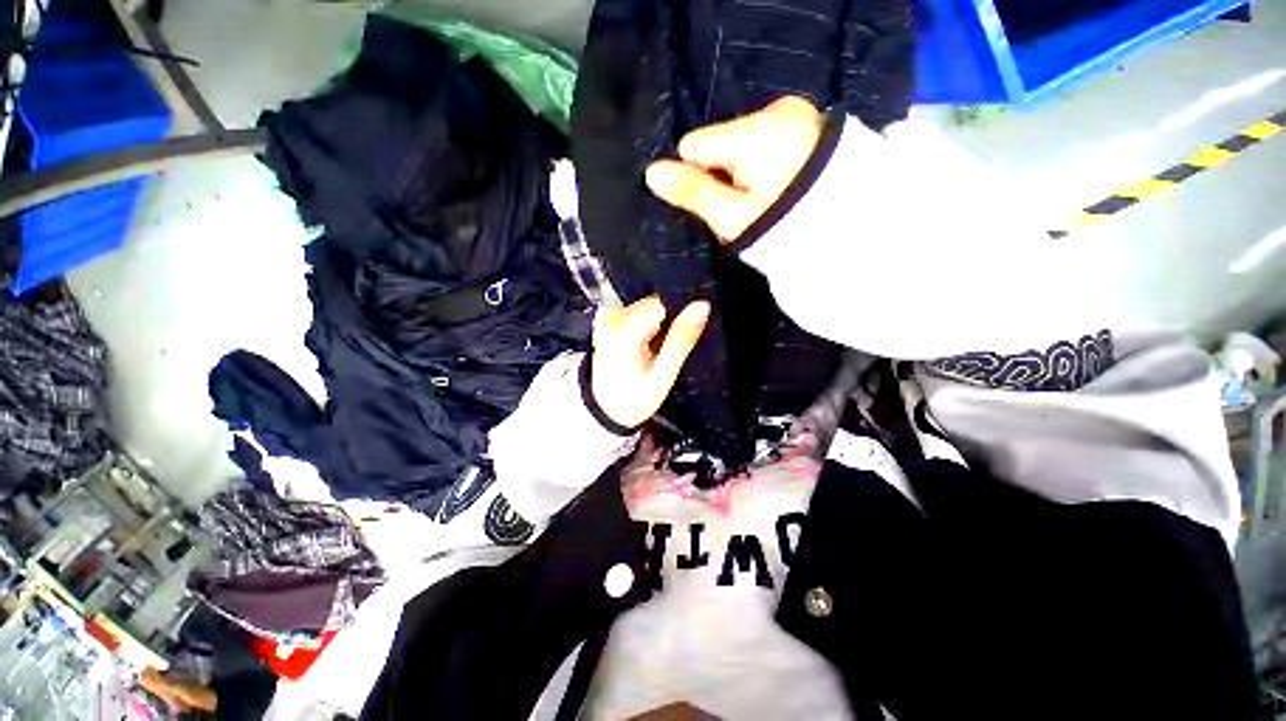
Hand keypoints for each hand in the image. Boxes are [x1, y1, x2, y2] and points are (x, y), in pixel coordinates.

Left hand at [591, 296, 709, 428]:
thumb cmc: (632, 398)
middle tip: (660, 351)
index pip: (662, 302)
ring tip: (650, 351)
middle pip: (655, 303)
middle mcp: (611, 318)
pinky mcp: (609, 318)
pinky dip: (646, 327)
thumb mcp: (663, 376)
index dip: (677, 317)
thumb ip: (682, 339)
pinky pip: (638, 312)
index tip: (675, 339)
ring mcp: (608, 317)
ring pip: (649, 306)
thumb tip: (701, 307)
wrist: (605, 408)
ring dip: (656, 326)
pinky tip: (642, 346)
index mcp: (623, 331)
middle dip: (665, 324)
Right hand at [645, 96, 822, 241]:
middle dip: (724, 172)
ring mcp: (796, 115)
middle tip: (746, 204)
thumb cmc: (785, 231)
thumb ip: (693, 191)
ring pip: (742, 143)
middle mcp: (776, 111)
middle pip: (721, 141)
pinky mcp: (806, 125)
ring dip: (744, 170)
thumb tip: (652, 173)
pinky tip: (780, 184)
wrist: (848, 233)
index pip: (695, 145)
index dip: (697, 177)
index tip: (718, 202)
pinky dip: (764, 162)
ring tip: (766, 197)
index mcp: (756, 133)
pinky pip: (765, 141)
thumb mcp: (732, 217)